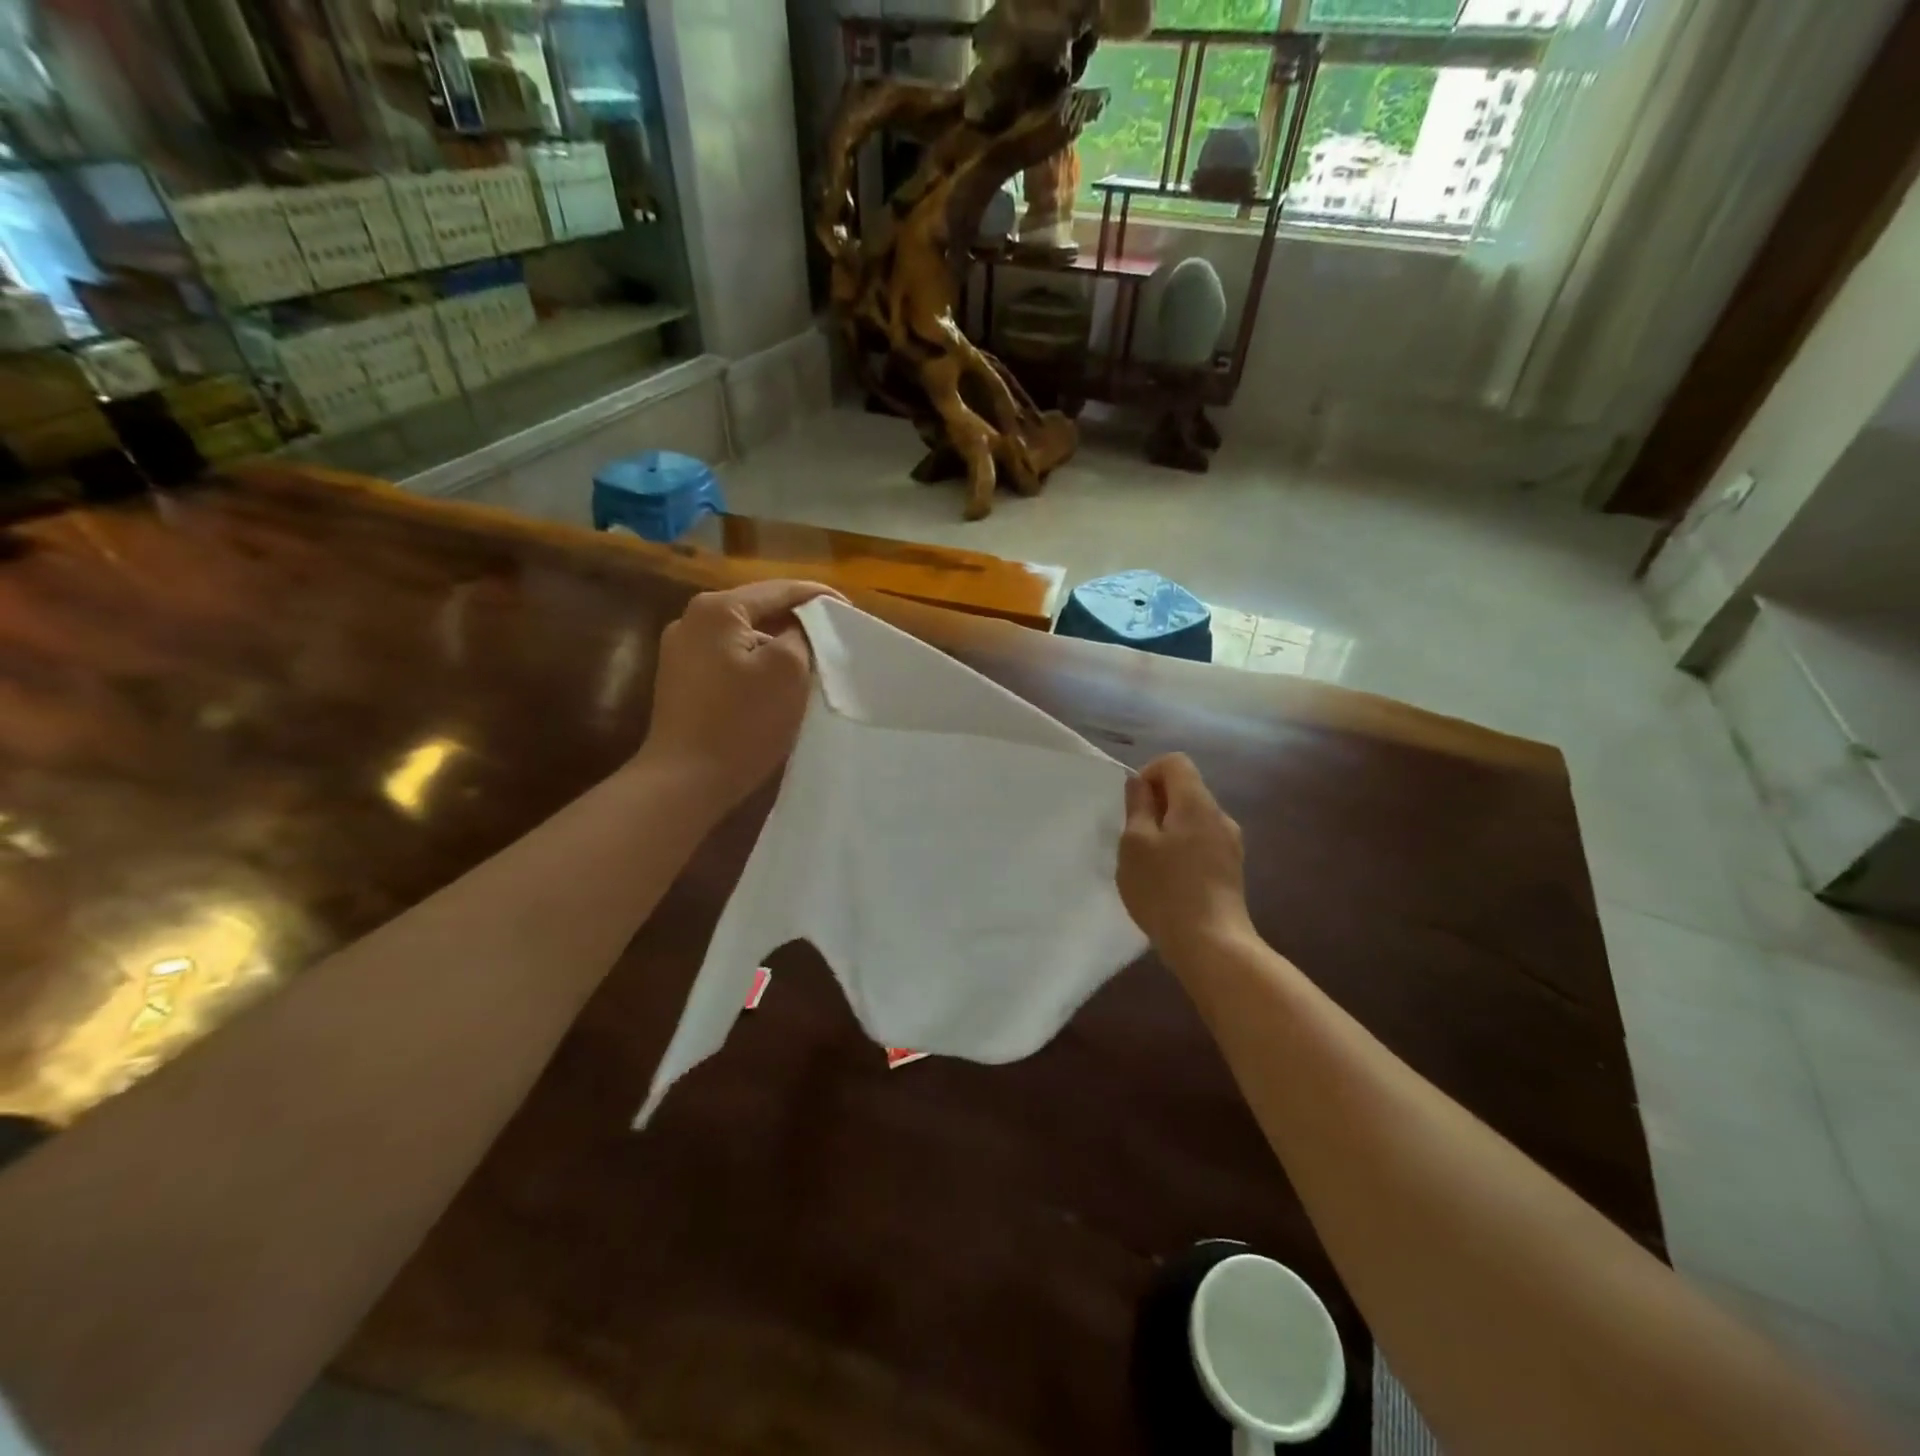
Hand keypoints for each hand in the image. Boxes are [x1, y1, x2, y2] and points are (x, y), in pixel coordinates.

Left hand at [638, 580, 843, 812]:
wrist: (685, 780)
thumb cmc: (742, 722)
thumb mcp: (788, 671)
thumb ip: (801, 635)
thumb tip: (798, 627)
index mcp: (717, 609)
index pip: (780, 589)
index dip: (820, 597)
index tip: (851, 611)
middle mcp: (691, 620)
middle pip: (758, 609)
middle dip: (797, 620)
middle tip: (834, 634)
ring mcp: (680, 651)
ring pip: (744, 635)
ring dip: (777, 643)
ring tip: (810, 659)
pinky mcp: (681, 680)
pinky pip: (728, 657)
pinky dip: (756, 662)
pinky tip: (776, 681)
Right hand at [1118, 754, 1254, 968]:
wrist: (1212, 945)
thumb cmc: (1165, 890)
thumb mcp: (1135, 844)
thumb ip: (1137, 807)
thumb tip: (1140, 783)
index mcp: (1196, 803)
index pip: (1175, 762)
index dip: (1148, 774)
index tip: (1133, 806)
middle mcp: (1220, 816)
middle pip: (1186, 790)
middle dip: (1156, 805)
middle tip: (1133, 838)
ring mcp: (1230, 845)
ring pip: (1193, 820)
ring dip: (1168, 830)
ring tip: (1148, 864)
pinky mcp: (1232, 870)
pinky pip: (1202, 844)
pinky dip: (1182, 850)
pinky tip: (1168, 882)